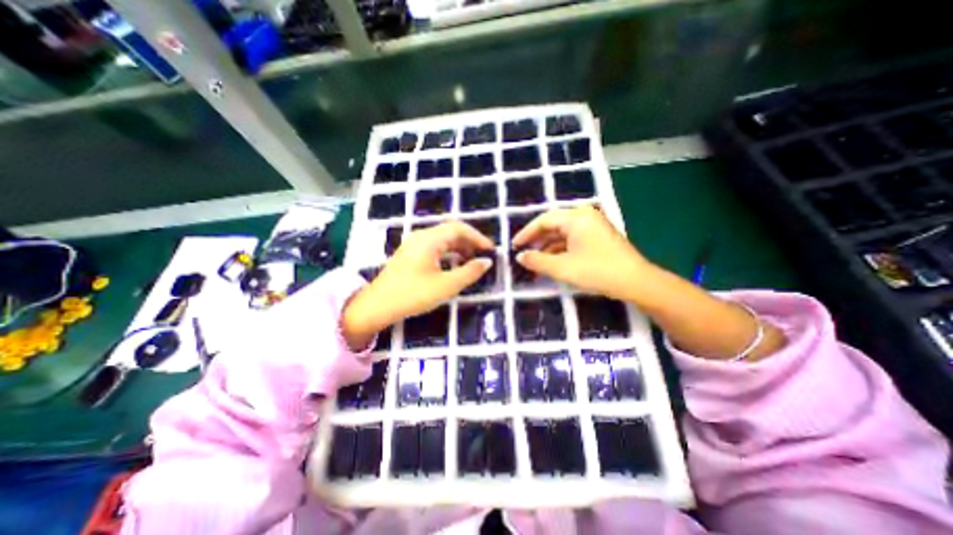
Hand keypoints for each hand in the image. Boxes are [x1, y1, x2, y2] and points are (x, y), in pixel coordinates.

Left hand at [341, 220, 490, 347]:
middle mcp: (421, 236)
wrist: (377, 306)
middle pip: (451, 231)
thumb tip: (487, 262)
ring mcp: (413, 244)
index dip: (478, 237)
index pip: (459, 228)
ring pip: (442, 239)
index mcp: (429, 239)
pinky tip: (453, 265)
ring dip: (459, 247)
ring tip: (471, 262)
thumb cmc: (413, 295)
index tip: (490, 250)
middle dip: (470, 242)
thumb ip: (469, 272)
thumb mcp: (446, 286)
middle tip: (482, 256)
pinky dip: (448, 252)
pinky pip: (434, 246)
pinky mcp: (410, 253)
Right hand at [515, 205, 655, 300]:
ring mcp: (593, 226)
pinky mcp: (598, 237)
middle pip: (553, 225)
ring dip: (548, 247)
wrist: (636, 282)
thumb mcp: (562, 268)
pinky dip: (560, 250)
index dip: (526, 233)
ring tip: (534, 261)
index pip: (544, 220)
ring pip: (562, 233)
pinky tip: (552, 262)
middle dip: (537, 240)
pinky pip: (573, 240)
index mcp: (576, 217)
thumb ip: (537, 261)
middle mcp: (584, 216)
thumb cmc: (597, 271)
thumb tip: (520, 257)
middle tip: (523, 253)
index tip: (514, 246)